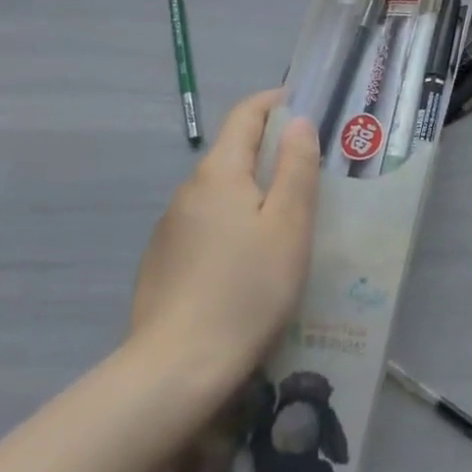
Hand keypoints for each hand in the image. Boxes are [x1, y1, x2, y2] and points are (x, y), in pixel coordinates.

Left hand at [131, 89, 320, 380]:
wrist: (177, 369)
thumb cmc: (248, 290)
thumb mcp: (288, 226)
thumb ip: (296, 168)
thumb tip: (296, 122)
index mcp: (219, 173)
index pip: (246, 114)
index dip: (275, 102)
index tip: (305, 105)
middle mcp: (188, 190)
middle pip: (232, 152)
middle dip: (269, 151)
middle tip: (309, 172)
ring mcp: (170, 226)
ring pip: (219, 192)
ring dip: (251, 191)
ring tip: (285, 222)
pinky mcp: (163, 260)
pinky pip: (204, 224)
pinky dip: (231, 223)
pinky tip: (247, 262)